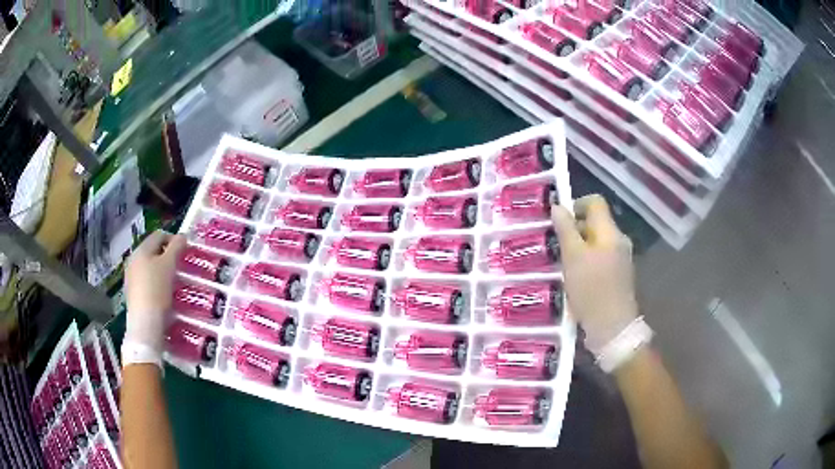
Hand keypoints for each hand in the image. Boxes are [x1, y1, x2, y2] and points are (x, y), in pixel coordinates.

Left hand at [124, 230, 186, 353]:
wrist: (145, 323)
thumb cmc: (157, 289)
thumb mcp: (170, 265)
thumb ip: (177, 247)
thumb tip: (183, 236)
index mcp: (141, 249)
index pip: (159, 235)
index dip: (174, 239)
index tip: (185, 251)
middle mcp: (133, 259)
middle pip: (153, 251)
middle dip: (167, 256)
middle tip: (180, 267)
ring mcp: (130, 277)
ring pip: (149, 267)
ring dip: (161, 270)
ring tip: (173, 282)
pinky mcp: (132, 293)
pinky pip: (146, 281)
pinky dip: (155, 283)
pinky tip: (163, 294)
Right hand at [552, 195, 638, 353]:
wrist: (612, 328)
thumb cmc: (592, 289)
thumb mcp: (573, 258)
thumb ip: (565, 230)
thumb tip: (558, 206)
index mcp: (610, 232)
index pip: (595, 202)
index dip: (575, 204)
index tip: (558, 220)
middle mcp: (619, 241)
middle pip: (595, 223)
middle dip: (574, 229)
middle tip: (554, 243)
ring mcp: (620, 260)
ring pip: (597, 243)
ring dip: (579, 247)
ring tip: (560, 262)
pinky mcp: (618, 277)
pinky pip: (601, 259)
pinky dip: (587, 262)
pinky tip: (574, 278)